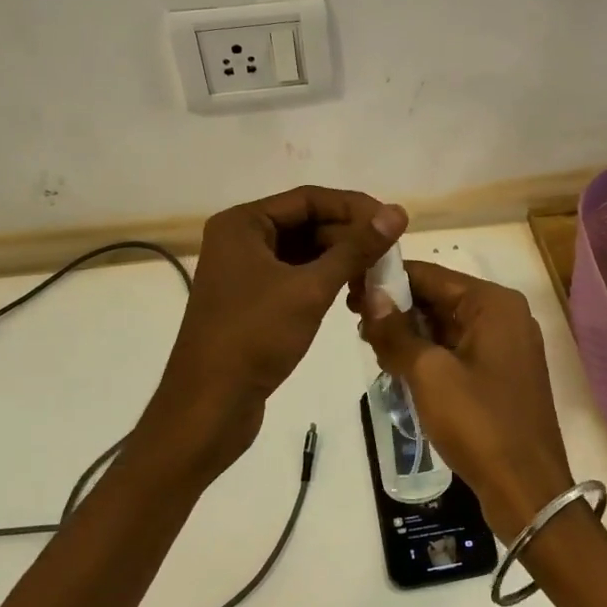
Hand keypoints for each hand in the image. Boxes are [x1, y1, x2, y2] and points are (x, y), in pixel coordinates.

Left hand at [139, 186, 406, 485]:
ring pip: (305, 253)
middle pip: (307, 224)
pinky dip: (326, 283)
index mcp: (242, 224)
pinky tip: (353, 298)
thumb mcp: (310, 289)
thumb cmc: (255, 337)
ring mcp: (245, 272)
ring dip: (342, 262)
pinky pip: (297, 277)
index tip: (393, 223)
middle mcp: (241, 240)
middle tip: (390, 258)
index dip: (354, 207)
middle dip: (350, 239)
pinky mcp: (253, 301)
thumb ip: (356, 248)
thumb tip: (397, 213)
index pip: (309, 199)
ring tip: (377, 280)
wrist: (209, 407)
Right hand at [358, 262, 574, 537]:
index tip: (350, 289)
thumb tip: (370, 294)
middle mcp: (504, 315)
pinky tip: (398, 367)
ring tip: (372, 347)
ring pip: (446, 326)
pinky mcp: (501, 374)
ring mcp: (505, 346)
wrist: (527, 491)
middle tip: (355, 324)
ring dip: (410, 334)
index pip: (430, 275)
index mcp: (493, 303)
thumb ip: (396, 331)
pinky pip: (457, 350)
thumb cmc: (479, 423)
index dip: (388, 279)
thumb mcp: (429, 374)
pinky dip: (428, 354)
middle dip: (398, 309)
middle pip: (439, 298)